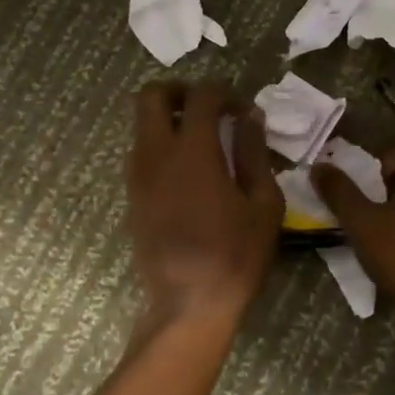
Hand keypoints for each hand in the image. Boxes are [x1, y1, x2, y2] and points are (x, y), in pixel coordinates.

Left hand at [126, 82, 282, 320]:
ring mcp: (137, 176)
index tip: (241, 110)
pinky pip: (140, 153)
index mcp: (193, 151)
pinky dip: (160, 146)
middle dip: (179, 90)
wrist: (189, 304)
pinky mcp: (131, 197)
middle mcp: (156, 154)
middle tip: (207, 108)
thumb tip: (250, 118)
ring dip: (167, 119)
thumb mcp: (263, 204)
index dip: (224, 92)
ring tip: (201, 142)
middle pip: (151, 95)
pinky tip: (188, 173)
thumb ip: (255, 153)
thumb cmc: (236, 255)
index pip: (201, 96)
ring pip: (140, 124)